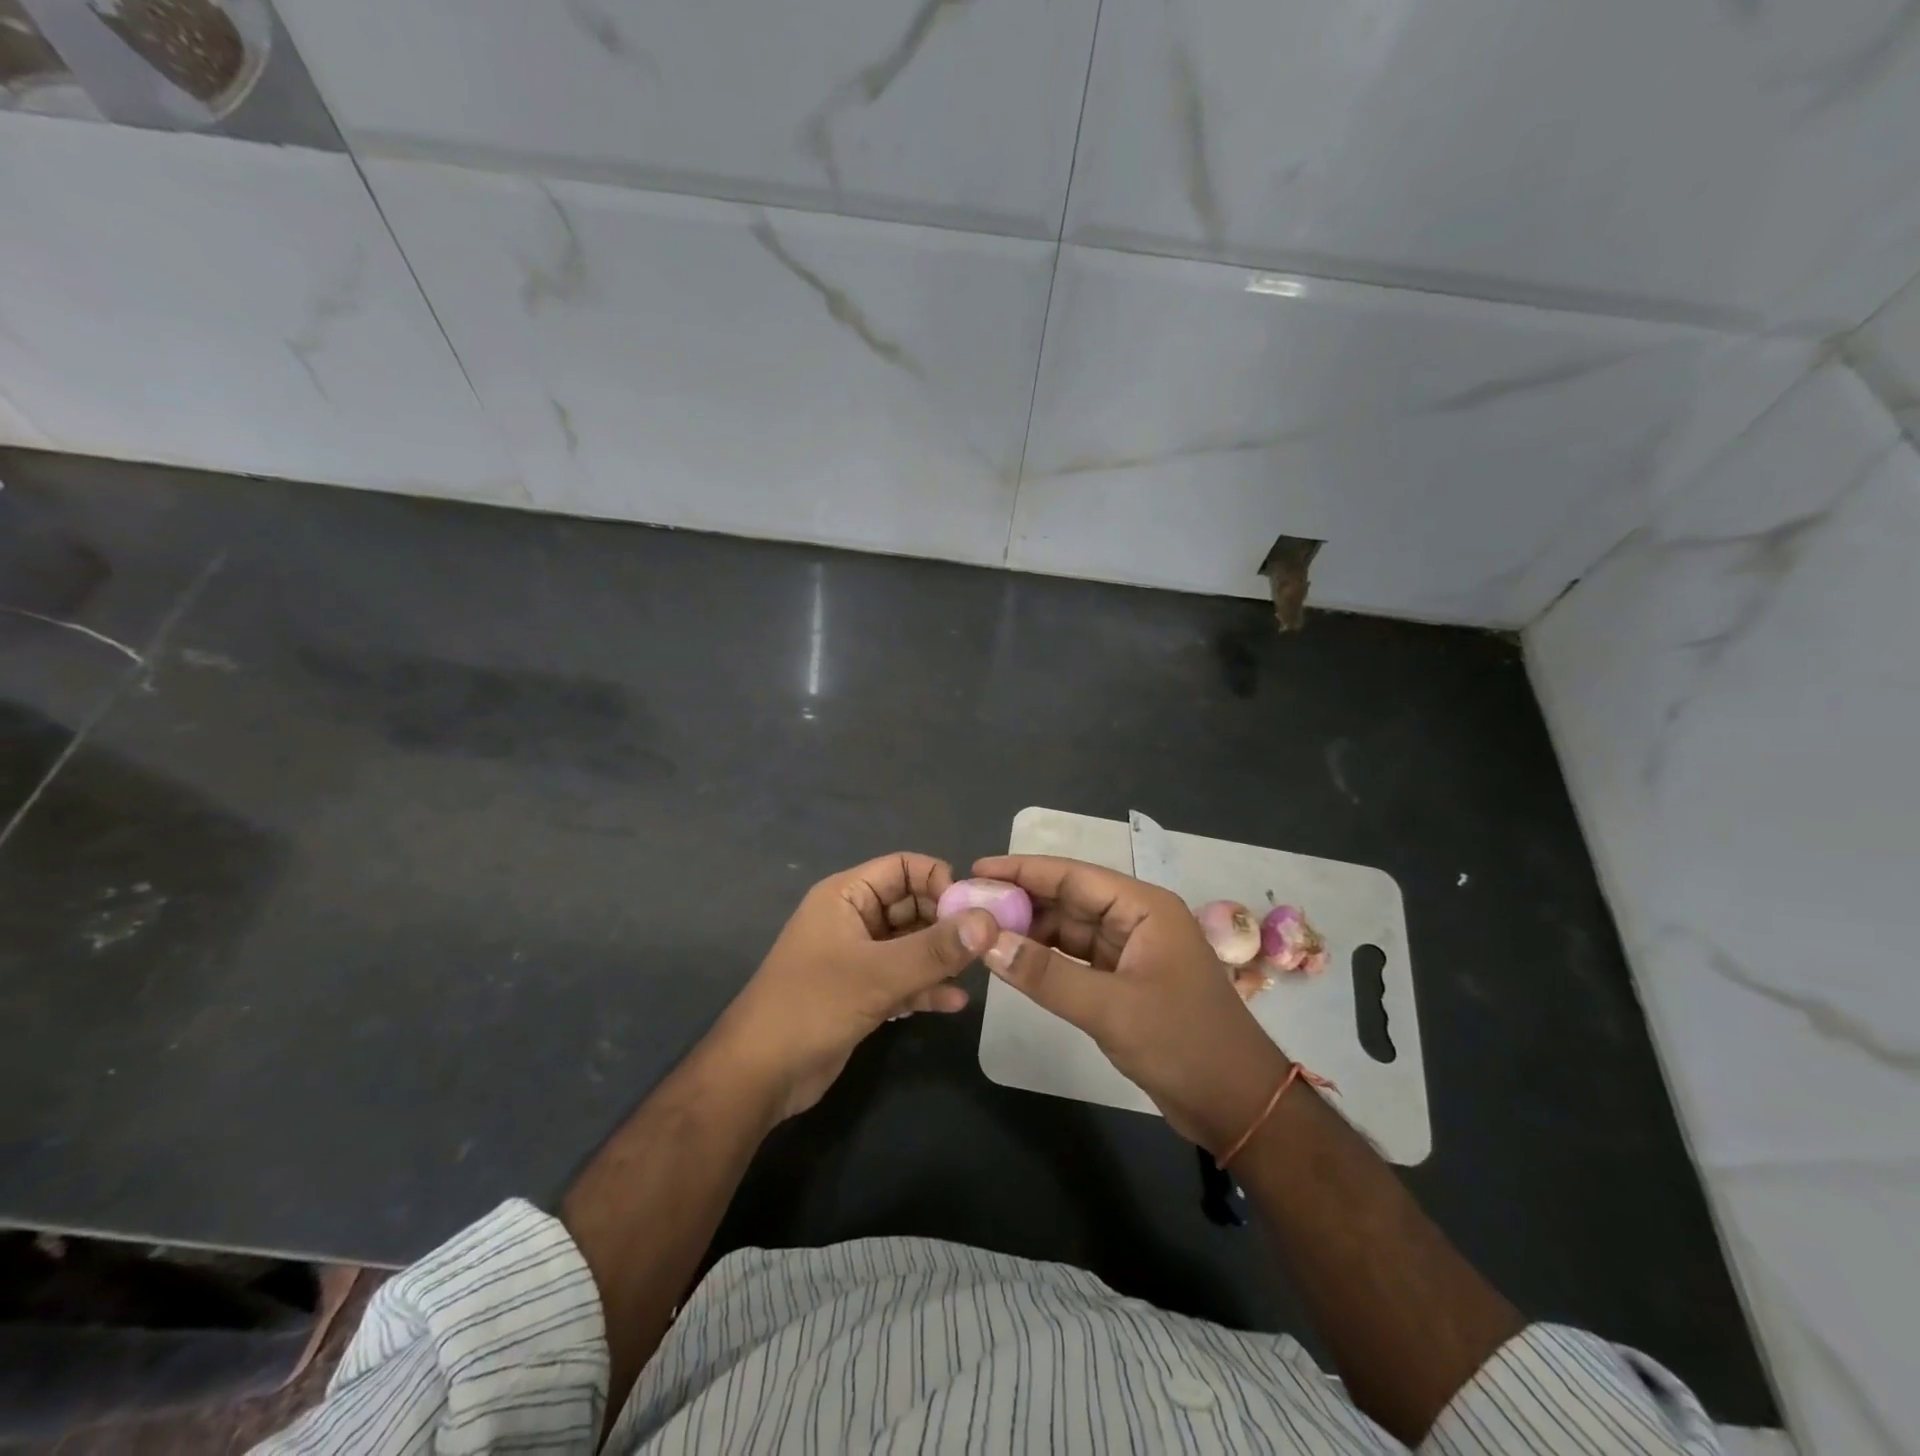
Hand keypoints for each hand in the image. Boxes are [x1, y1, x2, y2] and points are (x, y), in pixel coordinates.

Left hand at [709, 853, 997, 1122]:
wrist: (759, 1075)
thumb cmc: (813, 1006)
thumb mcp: (878, 975)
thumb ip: (936, 949)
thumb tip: (989, 921)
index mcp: (847, 896)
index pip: (904, 867)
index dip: (939, 881)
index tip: (972, 911)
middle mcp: (854, 919)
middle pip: (912, 905)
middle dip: (948, 923)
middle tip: (985, 945)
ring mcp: (858, 958)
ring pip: (911, 945)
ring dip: (941, 957)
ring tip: (976, 973)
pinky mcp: (862, 993)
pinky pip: (903, 979)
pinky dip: (926, 987)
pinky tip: (955, 1004)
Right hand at [972, 854, 1292, 1152]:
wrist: (1237, 1106)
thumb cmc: (1183, 1044)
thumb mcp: (1110, 1008)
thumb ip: (1046, 974)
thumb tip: (987, 942)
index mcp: (1143, 908)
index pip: (1073, 876)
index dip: (1023, 871)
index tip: (977, 869)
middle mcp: (1136, 920)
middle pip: (1069, 900)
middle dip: (1022, 901)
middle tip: (968, 904)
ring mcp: (1131, 951)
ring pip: (1071, 930)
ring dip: (1031, 930)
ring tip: (982, 931)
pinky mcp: (1125, 982)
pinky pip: (1077, 959)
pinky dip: (1047, 959)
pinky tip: (1014, 961)